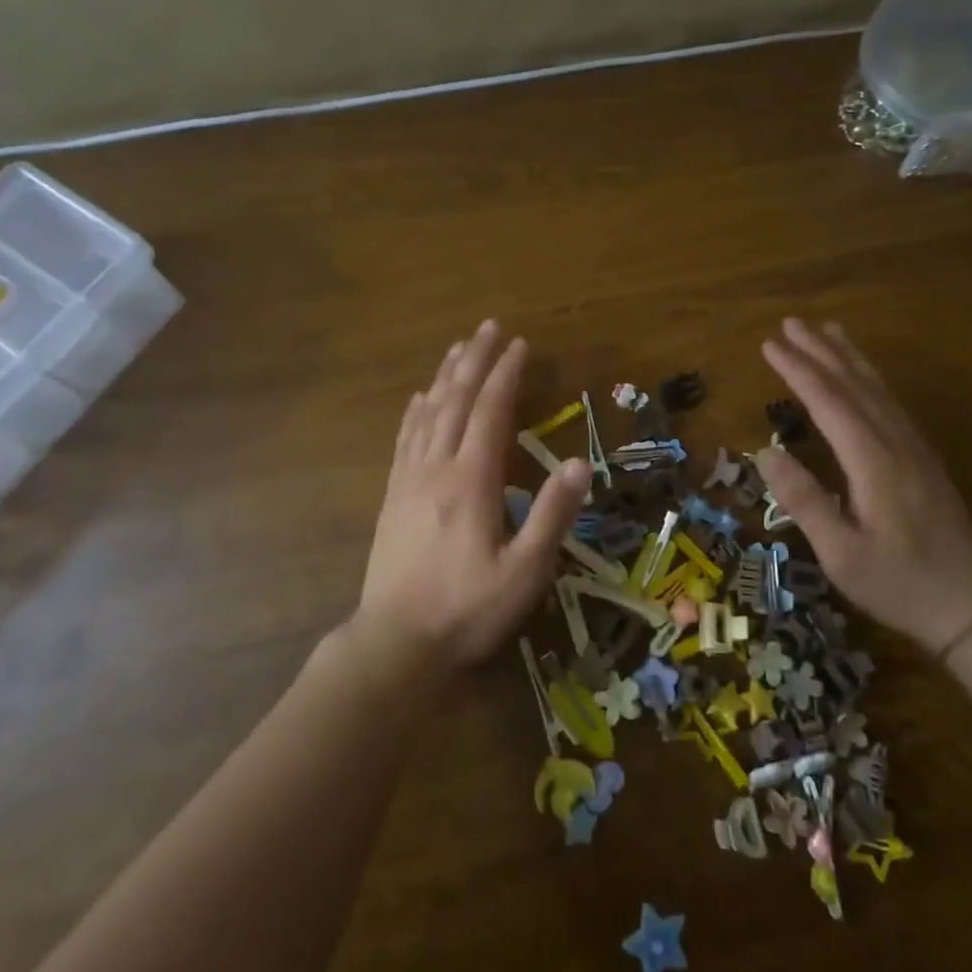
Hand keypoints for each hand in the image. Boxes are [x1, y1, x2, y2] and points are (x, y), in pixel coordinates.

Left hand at [355, 320, 590, 677]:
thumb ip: (552, 515)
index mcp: (472, 480)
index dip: (506, 374)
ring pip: (429, 413)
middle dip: (475, 361)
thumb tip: (578, 463)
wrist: (395, 644)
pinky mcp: (393, 496)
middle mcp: (437, 468)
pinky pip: (405, 439)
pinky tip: (420, 398)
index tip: (520, 344)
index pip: (491, 412)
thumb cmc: (467, 610)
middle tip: (489, 327)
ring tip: (459, 347)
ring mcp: (409, 480)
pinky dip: (416, 411)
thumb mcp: (524, 572)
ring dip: (446, 376)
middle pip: (457, 400)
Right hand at [756, 319, 971, 654]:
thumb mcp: (841, 554)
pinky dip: (870, 377)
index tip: (769, 344)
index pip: (829, 402)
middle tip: (791, 323)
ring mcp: (914, 447)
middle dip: (820, 351)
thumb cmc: (899, 583)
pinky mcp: (922, 456)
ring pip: (877, 388)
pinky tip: (862, 374)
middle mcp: (895, 443)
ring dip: (848, 356)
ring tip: (827, 329)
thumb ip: (803, 501)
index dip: (797, 370)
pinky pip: (890, 402)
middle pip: (854, 384)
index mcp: (873, 462)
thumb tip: (766, 451)